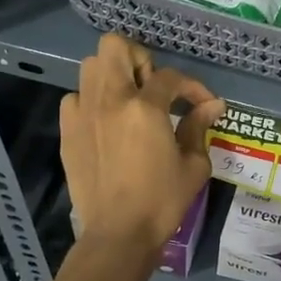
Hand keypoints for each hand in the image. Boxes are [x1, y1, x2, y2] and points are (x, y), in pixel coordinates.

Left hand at [61, 35, 222, 255]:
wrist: (118, 233)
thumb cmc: (162, 201)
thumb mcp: (193, 165)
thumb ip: (198, 127)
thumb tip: (212, 106)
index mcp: (144, 108)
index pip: (171, 77)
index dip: (193, 87)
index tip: (203, 105)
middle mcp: (110, 100)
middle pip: (115, 46)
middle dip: (139, 58)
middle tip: (153, 87)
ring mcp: (83, 113)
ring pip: (90, 66)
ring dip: (113, 75)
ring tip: (129, 100)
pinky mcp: (68, 131)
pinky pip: (74, 97)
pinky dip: (91, 101)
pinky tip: (106, 122)